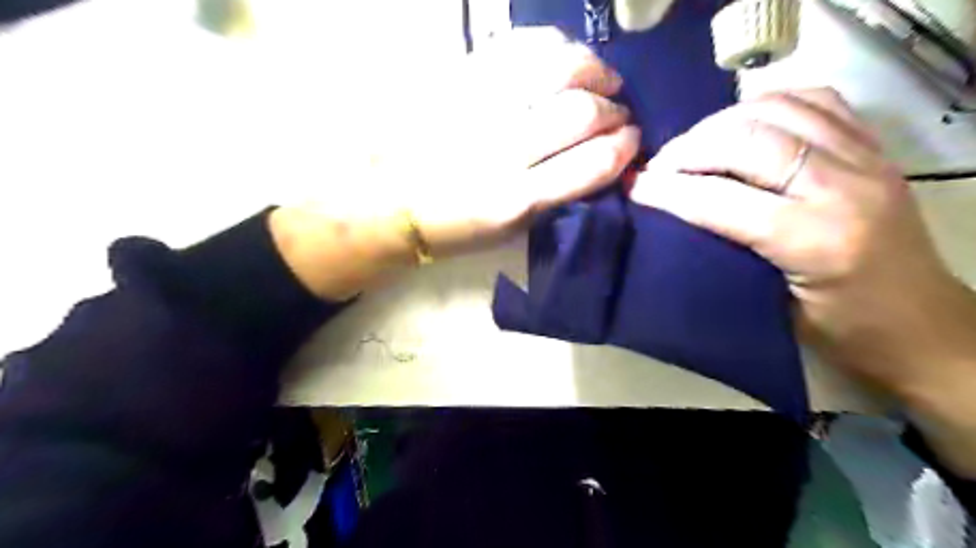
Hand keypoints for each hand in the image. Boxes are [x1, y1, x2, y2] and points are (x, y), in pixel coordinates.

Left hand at [272, 25, 640, 297]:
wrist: (384, 203)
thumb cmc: (451, 227)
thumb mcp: (507, 232)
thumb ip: (554, 198)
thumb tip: (599, 161)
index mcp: (516, 201)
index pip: (593, 162)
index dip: (623, 147)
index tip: (631, 141)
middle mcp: (503, 151)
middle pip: (582, 111)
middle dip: (614, 110)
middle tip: (618, 112)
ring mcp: (480, 108)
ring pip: (558, 69)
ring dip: (594, 71)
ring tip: (601, 78)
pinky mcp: (458, 79)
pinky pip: (520, 47)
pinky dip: (554, 47)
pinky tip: (564, 56)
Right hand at [634, 87, 974, 475]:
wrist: (923, 328)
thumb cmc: (842, 331)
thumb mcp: (771, 306)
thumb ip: (727, 254)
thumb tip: (673, 220)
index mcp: (817, 241)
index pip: (723, 200)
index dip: (670, 190)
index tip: (634, 187)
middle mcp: (846, 187)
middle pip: (749, 140)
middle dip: (689, 149)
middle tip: (657, 166)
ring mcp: (866, 158)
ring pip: (778, 109)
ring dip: (721, 122)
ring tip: (692, 145)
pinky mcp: (874, 147)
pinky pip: (813, 100)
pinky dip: (767, 103)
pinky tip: (741, 123)